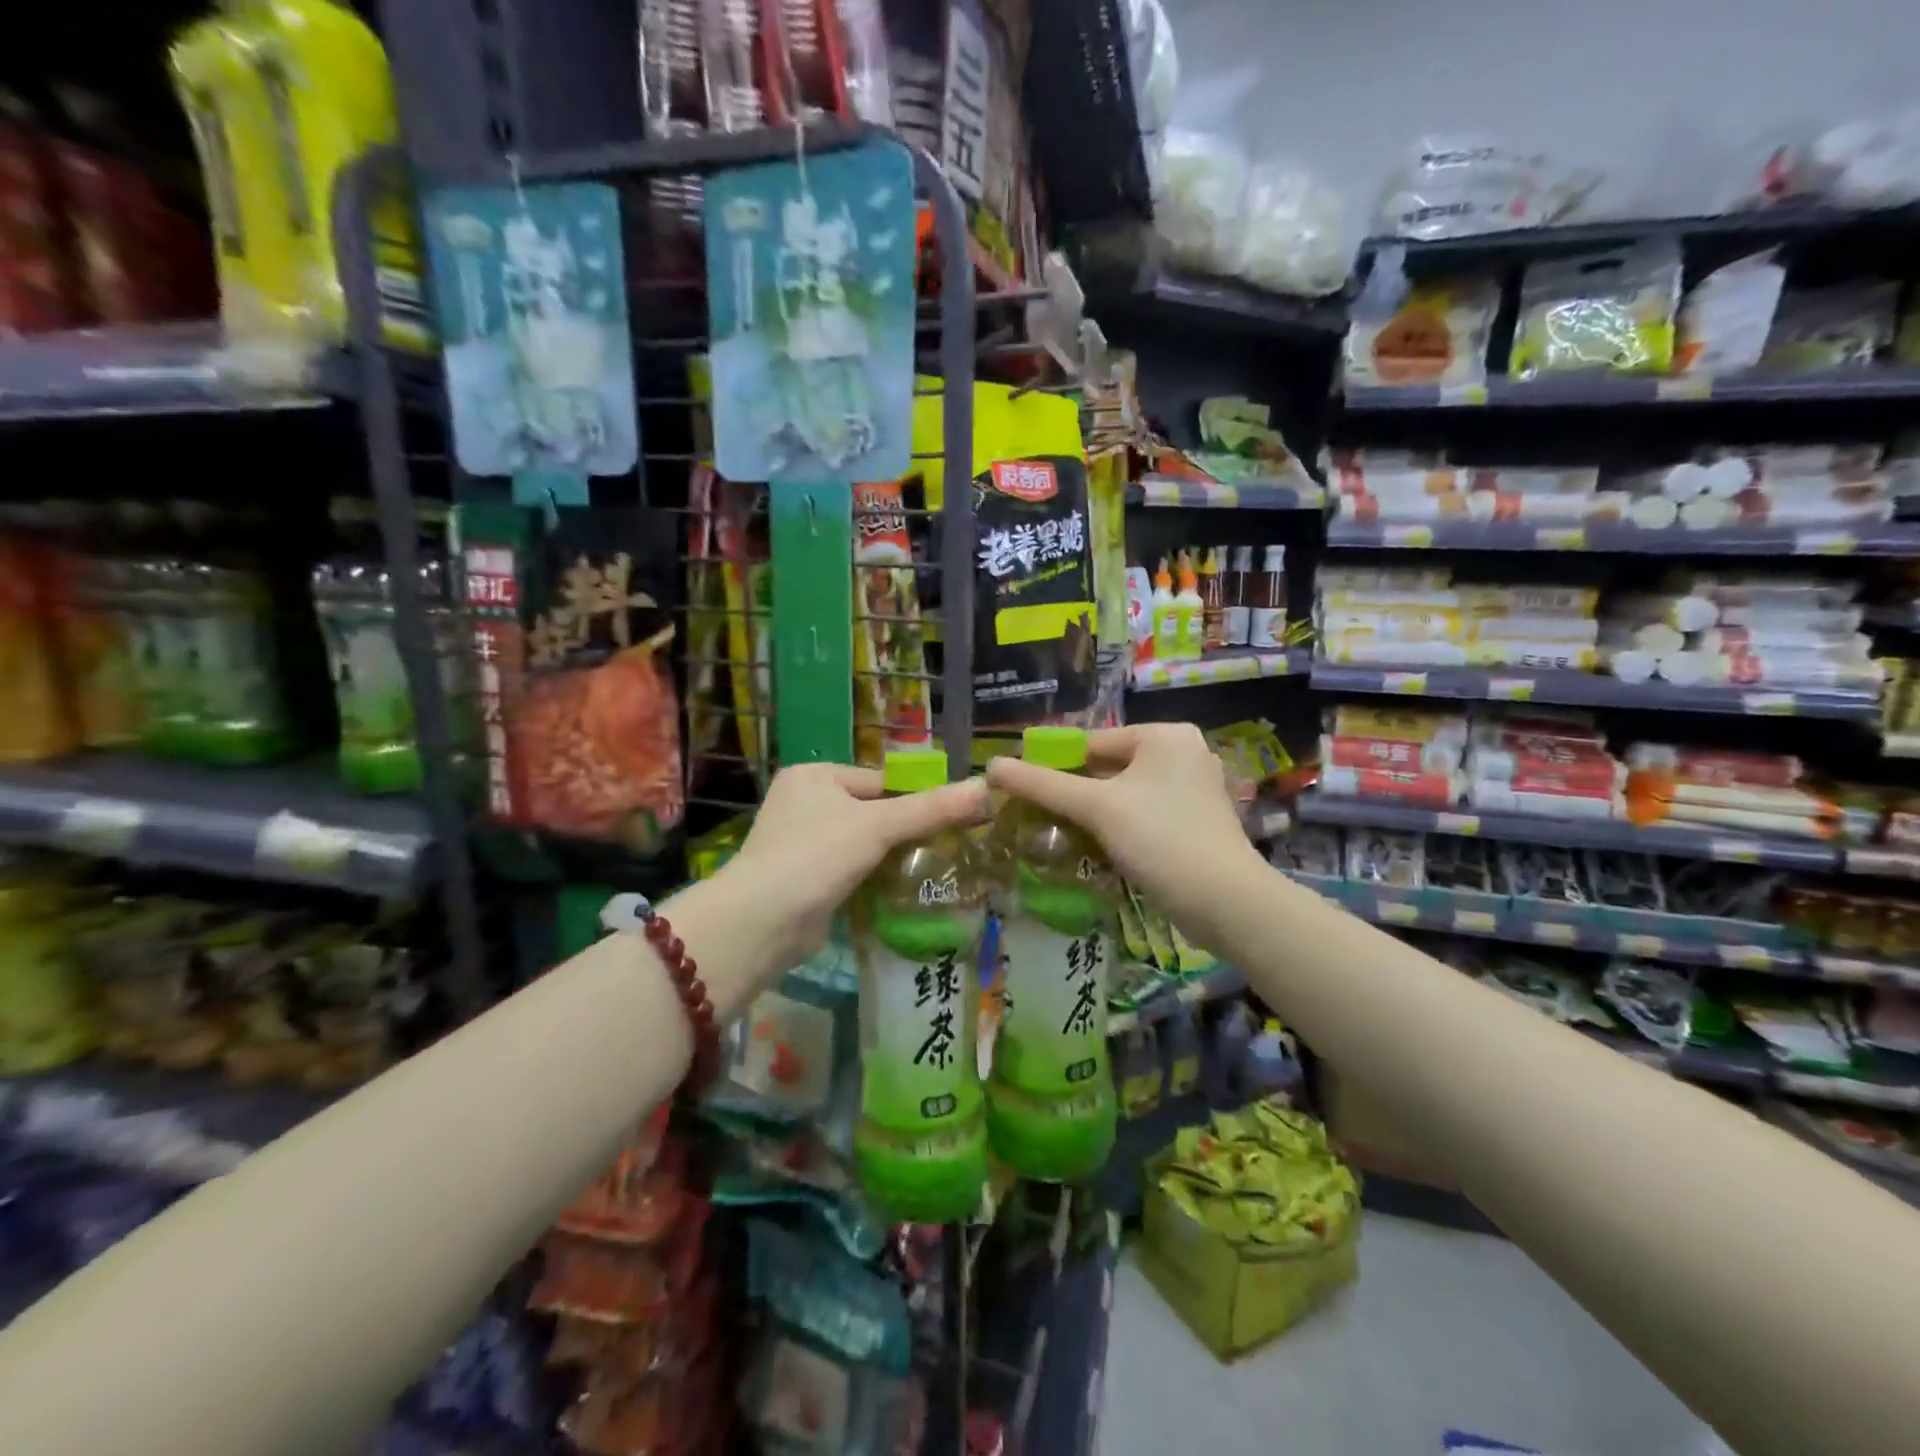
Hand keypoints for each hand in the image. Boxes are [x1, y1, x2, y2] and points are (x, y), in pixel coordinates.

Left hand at [717, 762, 990, 981]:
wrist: (762, 921)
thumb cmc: (817, 855)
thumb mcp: (879, 826)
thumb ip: (931, 809)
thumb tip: (986, 788)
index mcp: (814, 776)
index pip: (879, 781)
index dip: (914, 800)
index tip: (950, 820)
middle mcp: (802, 803)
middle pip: (871, 812)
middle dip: (903, 832)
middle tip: (947, 848)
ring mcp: (799, 843)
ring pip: (861, 844)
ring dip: (889, 859)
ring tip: (931, 871)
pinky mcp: (803, 879)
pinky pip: (849, 871)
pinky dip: (871, 879)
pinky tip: (900, 891)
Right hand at [985, 724, 1260, 934]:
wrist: (1226, 902)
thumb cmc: (1160, 839)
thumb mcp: (1096, 807)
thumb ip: (1043, 785)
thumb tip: (991, 766)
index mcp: (1164, 735)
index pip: (1092, 743)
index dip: (1055, 767)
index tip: (1026, 795)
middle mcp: (1184, 753)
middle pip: (1109, 768)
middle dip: (1077, 794)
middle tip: (1041, 819)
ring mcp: (1194, 789)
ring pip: (1126, 795)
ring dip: (1096, 815)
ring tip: (1064, 837)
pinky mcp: (1197, 822)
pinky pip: (1145, 815)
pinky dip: (1121, 828)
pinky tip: (1100, 851)